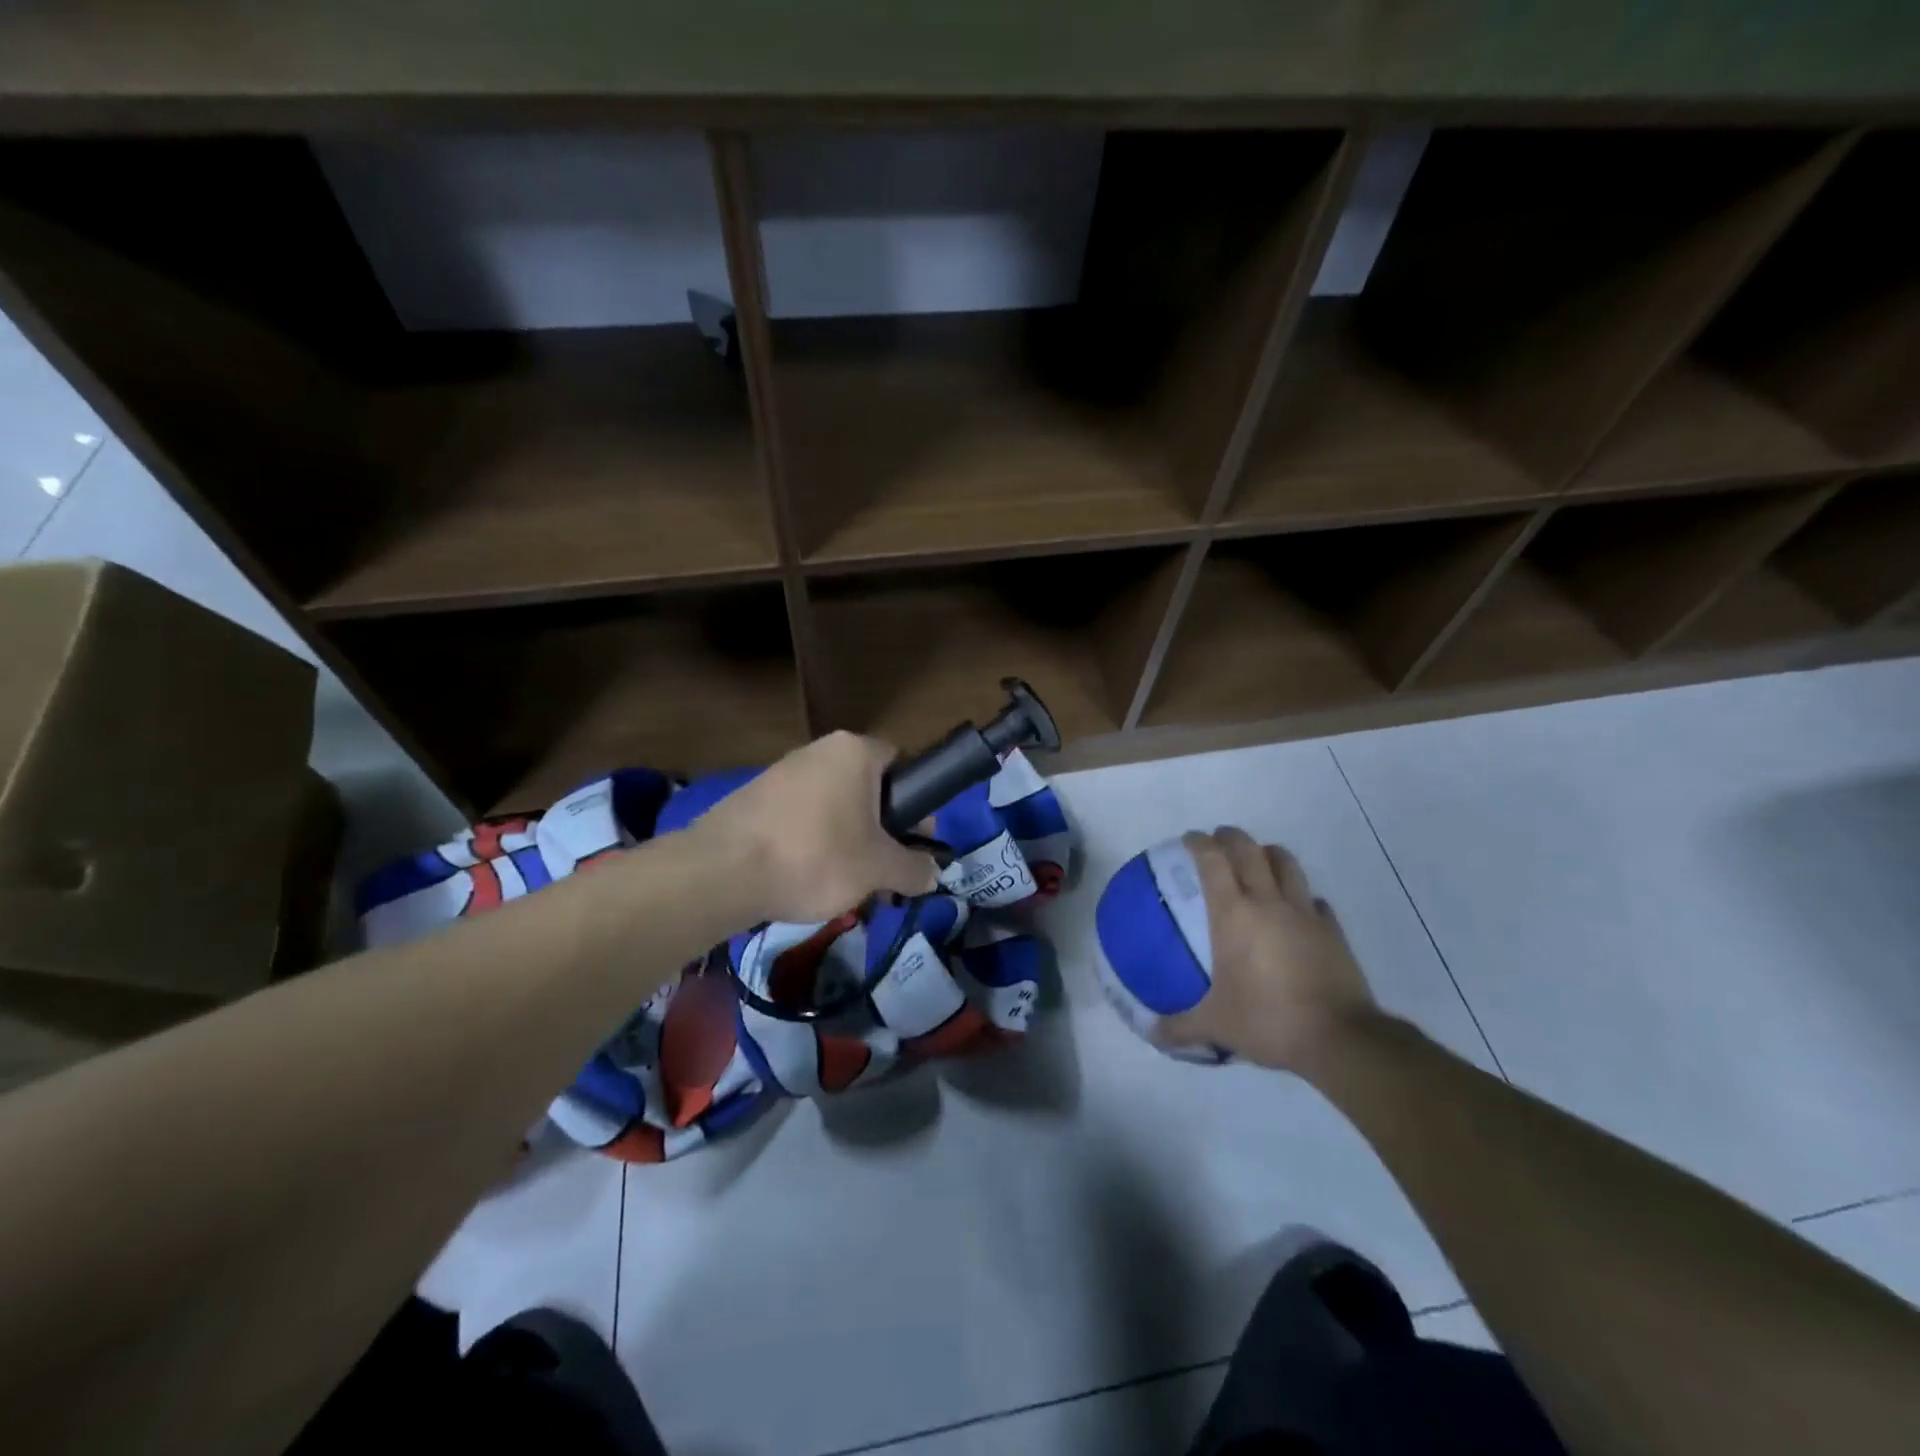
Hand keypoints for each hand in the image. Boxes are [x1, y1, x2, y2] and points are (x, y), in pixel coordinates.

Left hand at [691, 731, 938, 923]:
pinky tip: (807, 879)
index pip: (902, 763)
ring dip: (848, 840)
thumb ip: (913, 869)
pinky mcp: (754, 799)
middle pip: (866, 788)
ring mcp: (781, 772)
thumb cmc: (816, 856)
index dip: (917, 802)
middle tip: (885, 870)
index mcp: (854, 752)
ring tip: (848, 884)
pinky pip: (800, 818)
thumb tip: (933, 874)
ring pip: (833, 806)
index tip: (916, 839)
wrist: (722, 872)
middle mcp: (818, 751)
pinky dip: (812, 844)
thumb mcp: (878, 869)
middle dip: (881, 829)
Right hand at [1157, 827, 1379, 1072]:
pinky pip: (1315, 900)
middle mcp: (1269, 902)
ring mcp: (1305, 913)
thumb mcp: (1216, 1026)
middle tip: (1218, 841)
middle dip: (1231, 837)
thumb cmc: (1268, 1020)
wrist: (1339, 1038)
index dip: (1199, 843)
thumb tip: (1153, 1033)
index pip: (1213, 860)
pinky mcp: (1333, 930)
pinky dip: (1302, 897)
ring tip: (1258, 862)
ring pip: (1287, 864)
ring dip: (1268, 854)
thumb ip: (1180, 1027)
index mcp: (1234, 914)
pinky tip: (1296, 912)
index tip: (1189, 839)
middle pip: (1249, 850)